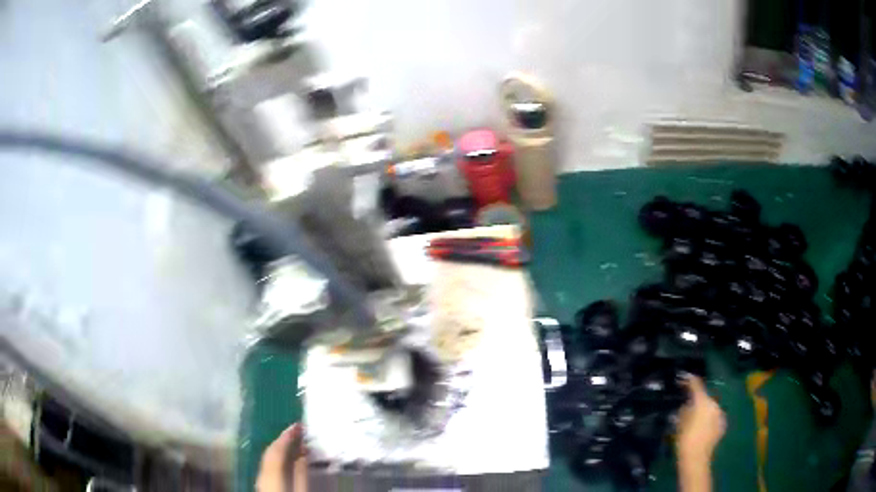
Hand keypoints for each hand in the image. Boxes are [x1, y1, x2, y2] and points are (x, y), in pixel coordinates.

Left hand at [257, 423, 306, 491]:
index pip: (278, 448)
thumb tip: (303, 452)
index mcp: (271, 470)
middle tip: (297, 431)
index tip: (298, 424)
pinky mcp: (263, 482)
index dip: (288, 435)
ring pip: (270, 457)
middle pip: (271, 450)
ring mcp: (261, 476)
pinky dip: (278, 457)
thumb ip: (301, 471)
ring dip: (281, 448)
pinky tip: (287, 459)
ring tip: (296, 444)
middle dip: (284, 439)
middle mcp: (262, 470)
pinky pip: (270, 464)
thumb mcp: (301, 489)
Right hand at [676, 375, 725, 462]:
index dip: (690, 380)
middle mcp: (715, 404)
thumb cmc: (685, 440)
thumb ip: (684, 410)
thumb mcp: (680, 423)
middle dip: (697, 400)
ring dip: (704, 410)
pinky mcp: (722, 424)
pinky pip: (714, 417)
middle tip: (688, 405)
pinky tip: (702, 427)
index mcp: (703, 402)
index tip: (684, 377)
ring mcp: (720, 414)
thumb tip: (687, 404)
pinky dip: (708, 419)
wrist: (696, 459)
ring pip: (710, 407)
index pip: (697, 385)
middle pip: (705, 397)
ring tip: (695, 418)